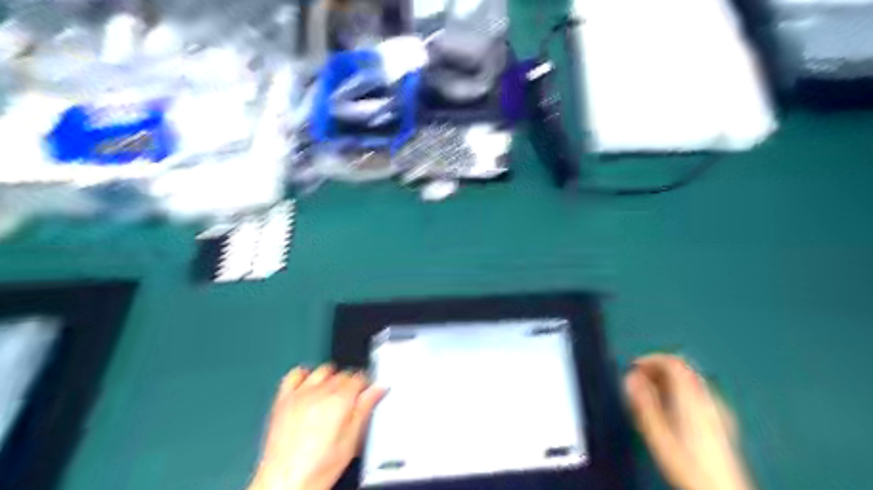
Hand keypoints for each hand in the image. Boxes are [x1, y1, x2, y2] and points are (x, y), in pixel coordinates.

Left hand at [253, 364, 388, 489]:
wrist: (285, 483)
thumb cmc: (318, 469)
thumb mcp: (352, 441)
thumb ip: (366, 409)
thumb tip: (378, 389)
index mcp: (340, 400)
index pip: (360, 378)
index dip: (366, 385)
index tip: (368, 392)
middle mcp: (320, 392)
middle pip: (342, 374)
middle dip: (350, 383)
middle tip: (352, 399)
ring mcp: (300, 394)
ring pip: (322, 371)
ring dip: (331, 377)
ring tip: (333, 392)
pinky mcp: (283, 399)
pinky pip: (295, 375)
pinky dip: (304, 375)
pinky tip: (309, 385)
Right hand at [624, 354, 753, 489]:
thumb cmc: (686, 462)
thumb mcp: (657, 433)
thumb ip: (643, 402)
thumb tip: (630, 377)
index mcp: (691, 397)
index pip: (673, 362)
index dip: (651, 359)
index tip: (633, 368)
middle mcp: (707, 397)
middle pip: (683, 369)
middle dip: (658, 369)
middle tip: (639, 381)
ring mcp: (717, 408)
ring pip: (690, 381)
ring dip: (668, 381)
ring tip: (650, 395)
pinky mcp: (721, 420)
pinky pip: (697, 393)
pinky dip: (679, 391)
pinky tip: (671, 410)